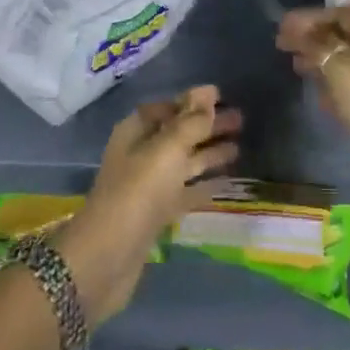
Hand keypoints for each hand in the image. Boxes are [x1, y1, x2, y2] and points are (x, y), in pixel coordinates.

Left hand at [57, 86, 240, 324]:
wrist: (107, 257)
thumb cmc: (138, 192)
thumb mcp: (167, 149)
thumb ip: (191, 121)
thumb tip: (207, 91)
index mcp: (136, 132)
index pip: (167, 108)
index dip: (192, 102)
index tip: (222, 97)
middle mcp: (141, 155)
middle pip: (179, 134)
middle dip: (207, 126)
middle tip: (241, 120)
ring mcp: (148, 187)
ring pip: (184, 163)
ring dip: (209, 154)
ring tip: (240, 148)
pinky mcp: (156, 216)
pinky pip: (185, 192)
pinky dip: (203, 186)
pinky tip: (226, 183)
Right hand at [277, 6, 349, 223]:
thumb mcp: (345, 73)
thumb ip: (320, 48)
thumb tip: (299, 30)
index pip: (342, 14)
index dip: (311, 17)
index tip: (282, 26)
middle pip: (346, 36)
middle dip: (314, 38)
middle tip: (283, 45)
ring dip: (322, 61)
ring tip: (296, 67)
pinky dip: (335, 85)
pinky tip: (319, 95)